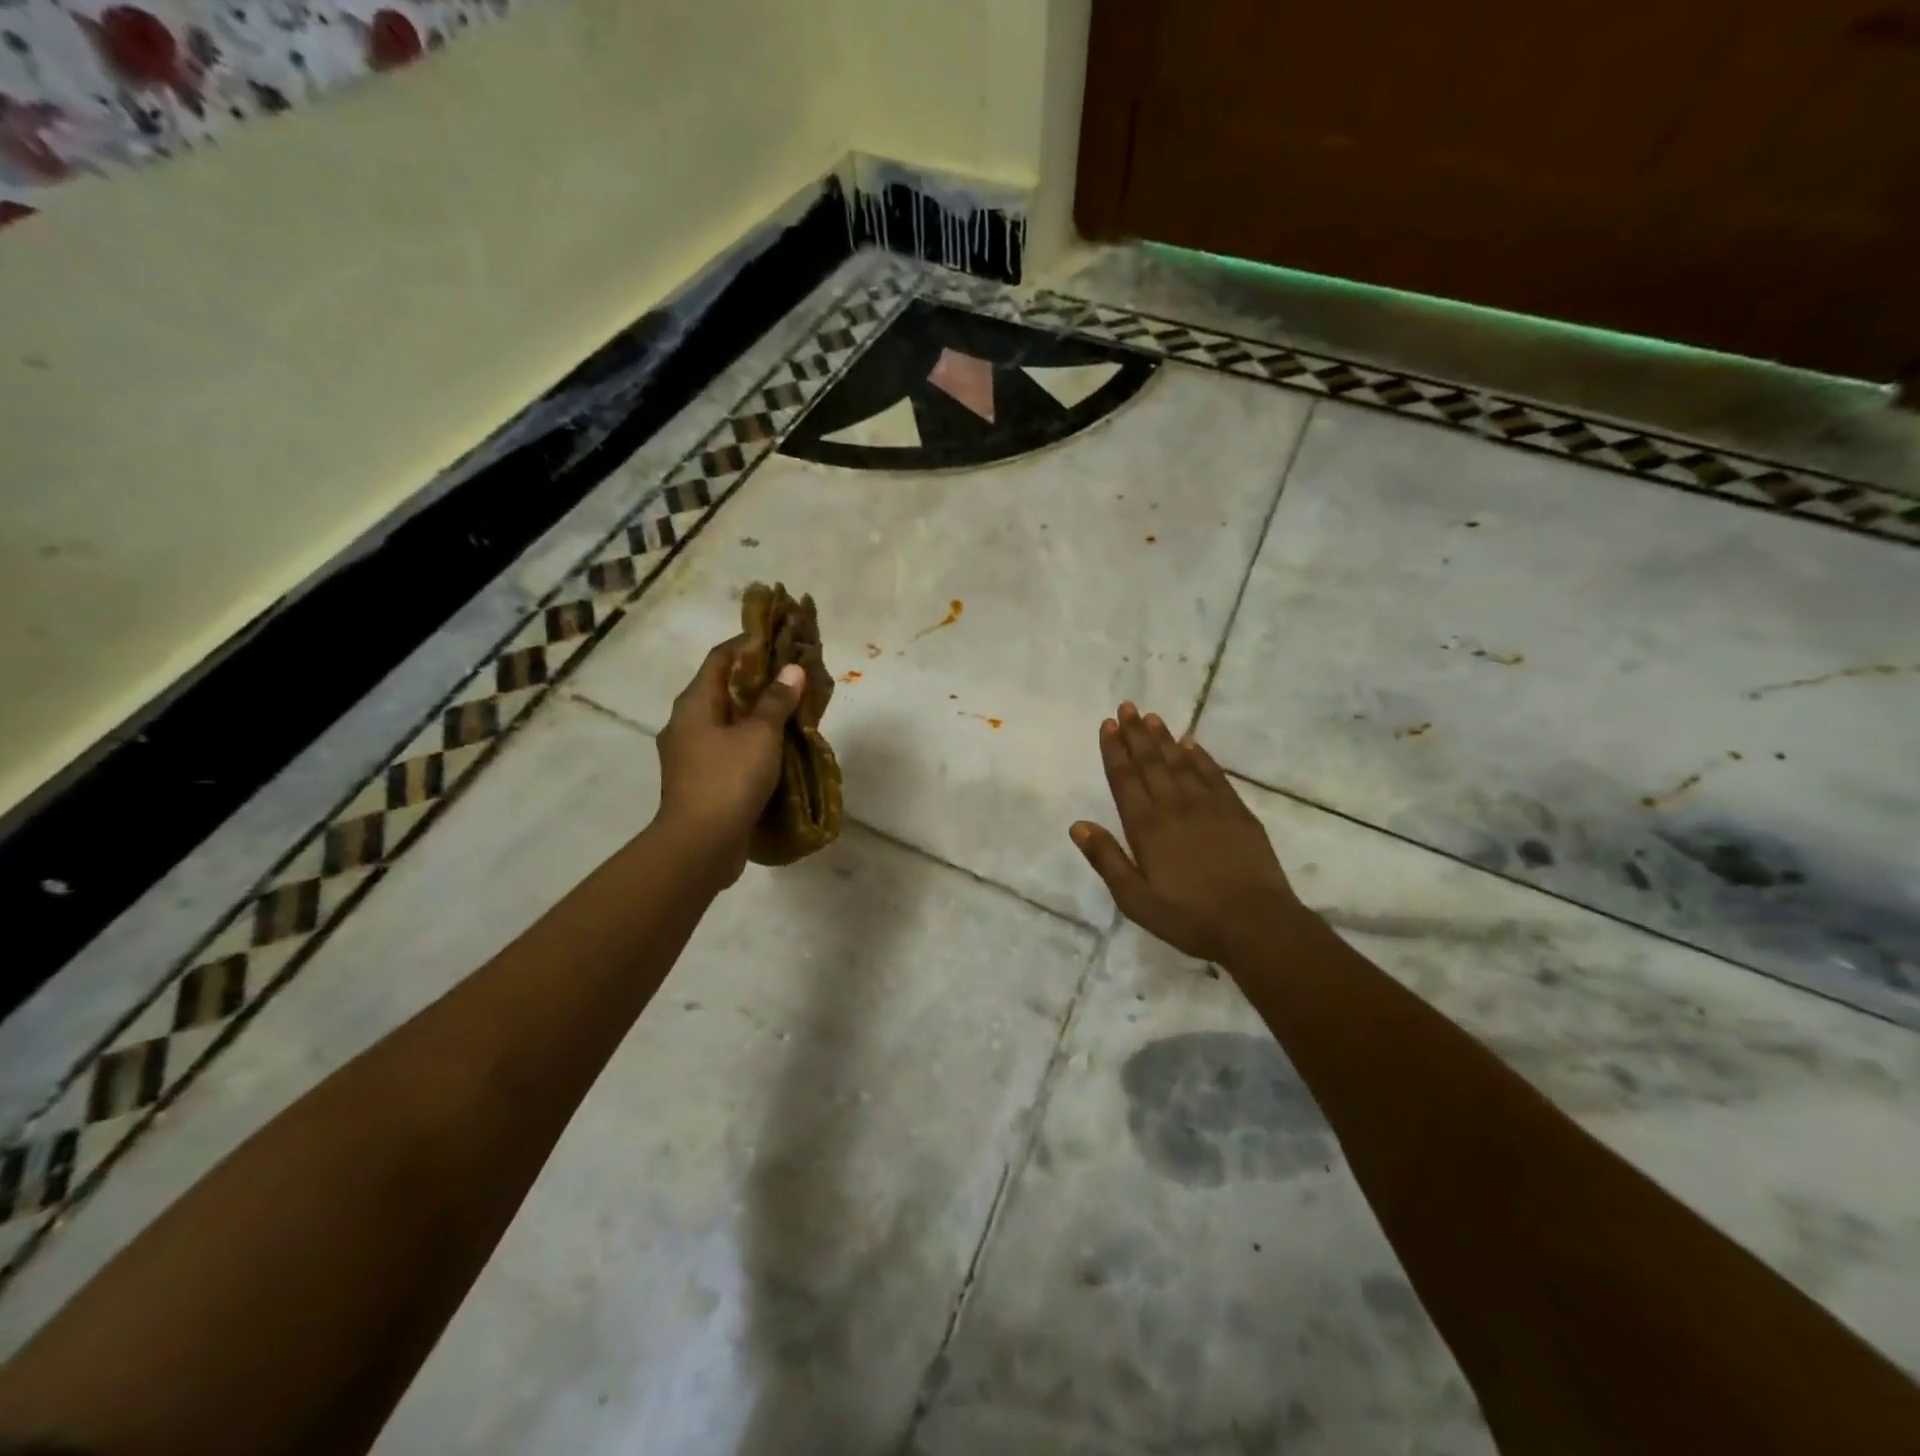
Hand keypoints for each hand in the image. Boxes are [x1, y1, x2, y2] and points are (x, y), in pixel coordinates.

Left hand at [653, 637, 805, 886]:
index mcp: (694, 704)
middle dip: (758, 681)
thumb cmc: (728, 779)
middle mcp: (686, 723)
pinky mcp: (700, 781)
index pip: (720, 658)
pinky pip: (729, 749)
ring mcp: (690, 755)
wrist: (699, 845)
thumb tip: (790, 670)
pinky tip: (777, 750)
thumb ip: (776, 701)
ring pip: (727, 722)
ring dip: (756, 715)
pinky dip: (751, 743)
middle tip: (793, 678)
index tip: (779, 639)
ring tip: (792, 712)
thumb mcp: (760, 735)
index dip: (748, 644)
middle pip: (723, 689)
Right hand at [1071, 702, 1303, 963]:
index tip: (1108, 725)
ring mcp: (1209, 806)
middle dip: (1136, 734)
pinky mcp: (1237, 812)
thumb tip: (1077, 825)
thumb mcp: (1135, 899)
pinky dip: (1200, 757)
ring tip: (1152, 717)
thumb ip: (1107, 859)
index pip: (1125, 779)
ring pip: (1181, 763)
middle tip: (1127, 707)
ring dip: (1164, 739)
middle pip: (1151, 763)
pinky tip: (1191, 744)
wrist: (1255, 924)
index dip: (1114, 751)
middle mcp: (1175, 806)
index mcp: (1146, 827)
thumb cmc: (1189, 917)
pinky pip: (1214, 775)